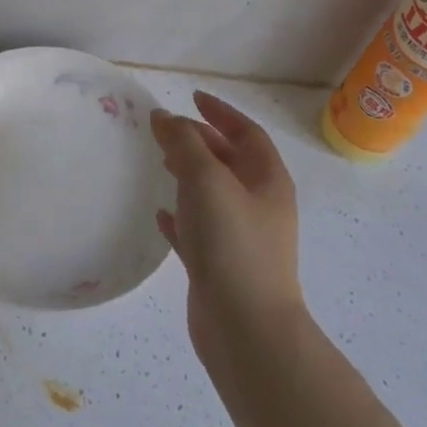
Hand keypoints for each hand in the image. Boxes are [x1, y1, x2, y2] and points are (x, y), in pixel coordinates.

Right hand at [151, 92, 301, 363]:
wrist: (246, 328)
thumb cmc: (232, 244)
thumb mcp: (207, 181)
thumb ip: (184, 144)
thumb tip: (165, 117)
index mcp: (267, 181)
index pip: (247, 133)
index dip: (221, 113)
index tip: (192, 98)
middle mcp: (259, 206)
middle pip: (230, 162)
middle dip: (201, 141)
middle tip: (166, 131)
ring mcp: (241, 238)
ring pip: (213, 195)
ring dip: (189, 175)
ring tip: (160, 163)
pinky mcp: (220, 266)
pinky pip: (199, 230)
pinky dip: (180, 216)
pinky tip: (160, 215)